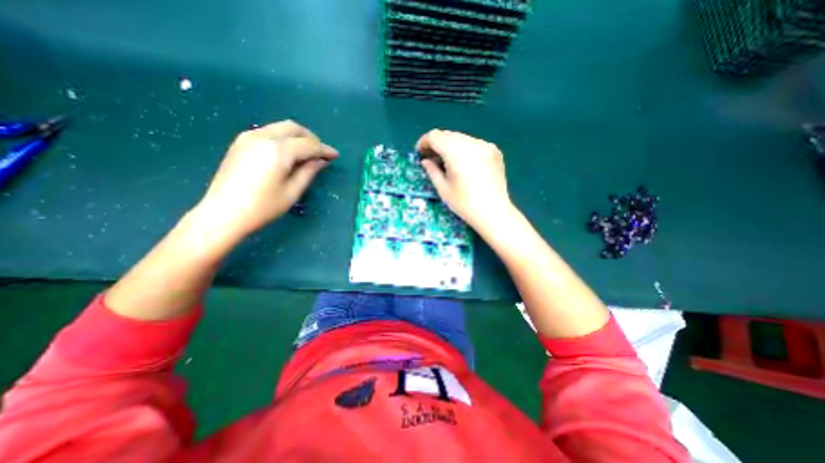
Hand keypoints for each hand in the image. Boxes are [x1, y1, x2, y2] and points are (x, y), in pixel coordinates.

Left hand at [196, 121, 337, 238]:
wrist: (223, 213)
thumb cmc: (263, 207)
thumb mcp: (292, 192)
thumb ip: (309, 172)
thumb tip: (321, 161)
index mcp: (278, 150)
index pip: (308, 144)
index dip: (324, 150)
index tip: (335, 156)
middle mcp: (263, 137)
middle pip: (294, 128)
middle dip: (311, 138)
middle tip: (321, 153)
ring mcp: (249, 137)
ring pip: (280, 127)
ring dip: (297, 137)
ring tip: (307, 153)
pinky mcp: (241, 142)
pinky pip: (269, 132)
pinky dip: (283, 138)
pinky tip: (288, 153)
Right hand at [420, 128, 512, 230]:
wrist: (494, 213)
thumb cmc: (465, 204)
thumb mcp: (443, 189)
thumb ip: (432, 171)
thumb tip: (426, 161)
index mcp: (457, 152)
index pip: (435, 136)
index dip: (424, 142)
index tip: (420, 153)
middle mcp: (472, 143)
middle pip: (448, 135)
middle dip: (437, 144)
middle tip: (432, 158)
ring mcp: (485, 145)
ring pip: (461, 138)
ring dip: (450, 146)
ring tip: (447, 163)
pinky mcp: (494, 151)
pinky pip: (473, 144)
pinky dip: (464, 150)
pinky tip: (464, 164)